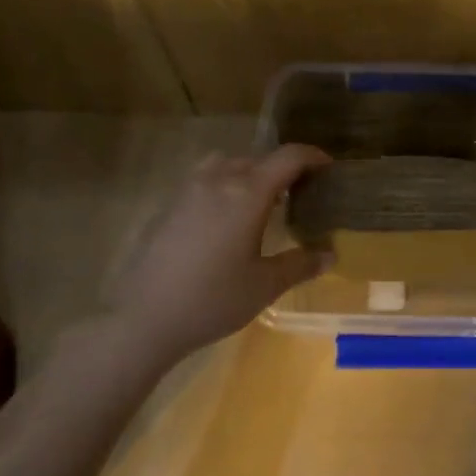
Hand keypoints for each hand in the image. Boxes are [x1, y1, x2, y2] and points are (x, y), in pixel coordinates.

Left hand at [105, 145, 332, 360]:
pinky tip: (228, 220)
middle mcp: (218, 180)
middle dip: (284, 170)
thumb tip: (330, 255)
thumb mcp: (265, 285)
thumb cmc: (213, 299)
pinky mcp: (169, 206)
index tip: (329, 168)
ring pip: (228, 165)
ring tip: (264, 203)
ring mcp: (188, 190)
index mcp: (247, 193)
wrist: (144, 317)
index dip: (313, 157)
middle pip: (258, 159)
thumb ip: (300, 264)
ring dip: (251, 174)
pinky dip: (226, 186)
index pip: (288, 158)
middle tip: (302, 194)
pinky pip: (206, 180)